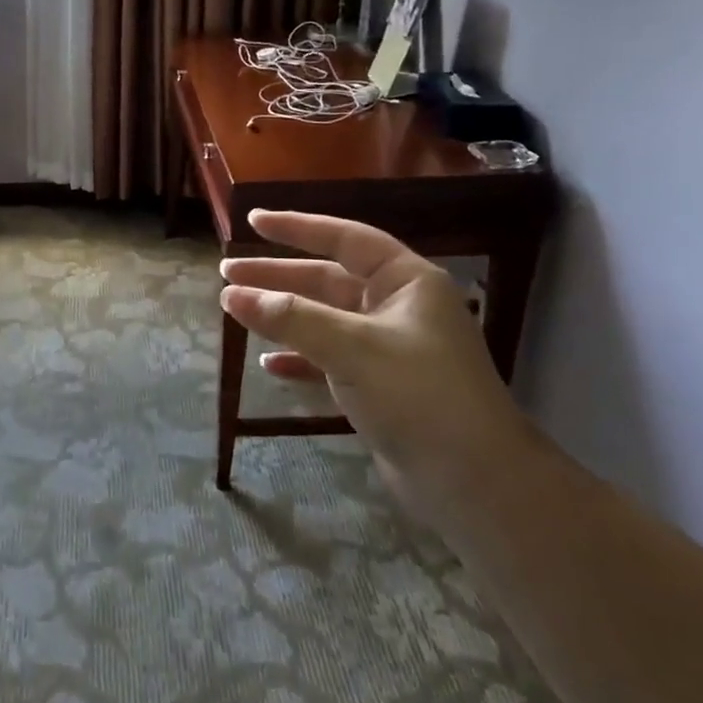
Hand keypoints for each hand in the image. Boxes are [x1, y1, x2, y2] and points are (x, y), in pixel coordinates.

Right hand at [219, 211, 535, 520]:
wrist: (474, 483)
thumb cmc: (418, 395)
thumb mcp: (351, 347)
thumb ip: (290, 318)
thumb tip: (231, 294)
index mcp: (406, 282)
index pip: (345, 239)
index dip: (297, 227)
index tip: (252, 220)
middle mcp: (398, 307)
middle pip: (327, 280)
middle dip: (278, 276)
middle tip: (227, 273)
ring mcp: (389, 348)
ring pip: (325, 319)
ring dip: (283, 316)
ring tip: (236, 310)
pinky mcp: (381, 386)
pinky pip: (330, 359)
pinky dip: (300, 359)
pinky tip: (269, 365)